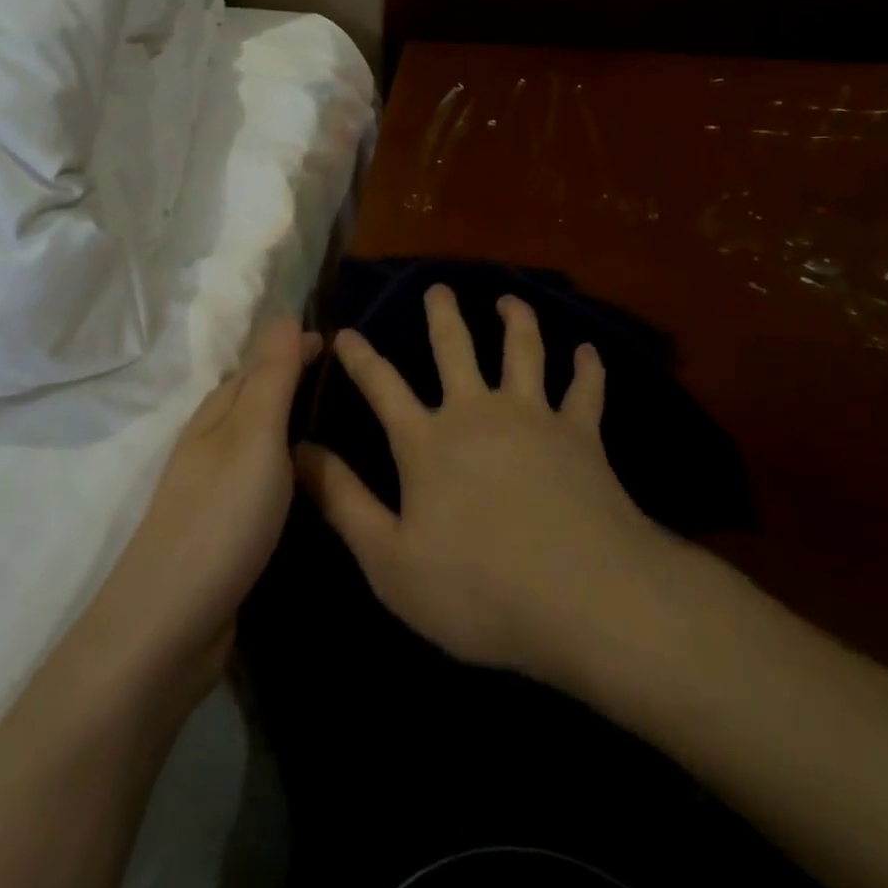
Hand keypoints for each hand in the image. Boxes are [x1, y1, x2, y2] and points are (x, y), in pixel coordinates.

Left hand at [96, 317, 318, 682]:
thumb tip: (283, 313)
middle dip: (296, 385)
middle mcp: (212, 443)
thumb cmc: (221, 515)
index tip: (340, 344)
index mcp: (217, 413)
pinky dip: (287, 471)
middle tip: (352, 385)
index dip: (295, 350)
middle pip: (257, 401)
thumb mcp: (255, 435)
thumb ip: (272, 377)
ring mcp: (215, 489)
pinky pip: (262, 482)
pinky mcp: (224, 530)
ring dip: (292, 428)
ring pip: (260, 443)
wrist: (171, 622)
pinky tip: (311, 487)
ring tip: (343, 429)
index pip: (261, 365)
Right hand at [296, 285, 700, 688]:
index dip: (360, 357)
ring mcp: (533, 418)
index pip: (382, 385)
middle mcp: (476, 413)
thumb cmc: (480, 588)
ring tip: (510, 300)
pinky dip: (588, 368)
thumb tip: (298, 451)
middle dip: (443, 315)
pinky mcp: (581, 436)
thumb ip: (342, 501)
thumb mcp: (390, 560)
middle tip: (438, 288)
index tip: (345, 332)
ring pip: (522, 352)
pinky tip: (588, 351)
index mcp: (427, 441)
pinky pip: (585, 391)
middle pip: (455, 349)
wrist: (588, 598)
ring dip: (516, 321)